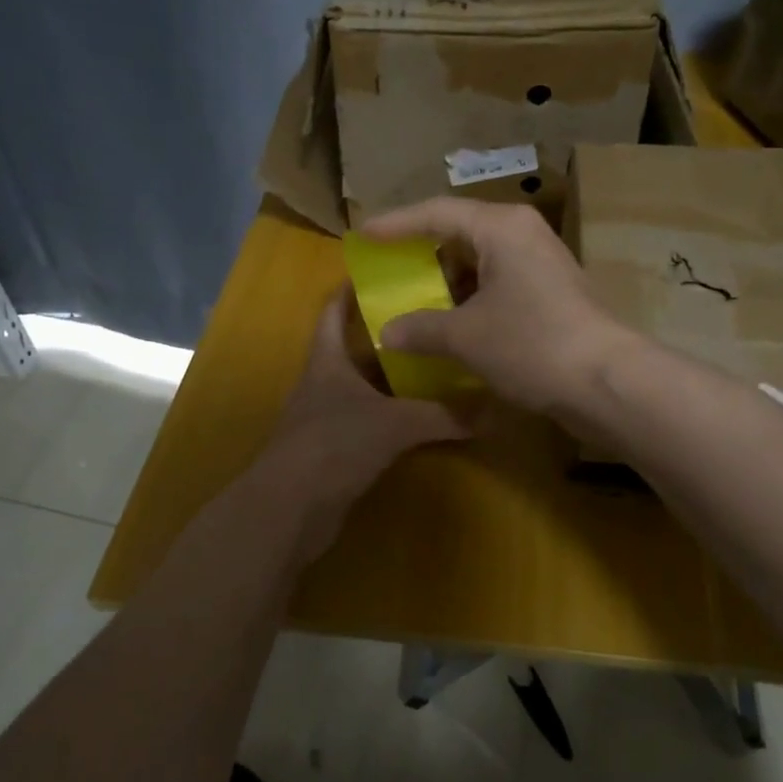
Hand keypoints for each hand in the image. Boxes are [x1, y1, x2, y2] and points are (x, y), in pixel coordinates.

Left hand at [258, 288, 470, 559]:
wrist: (289, 510)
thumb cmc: (333, 446)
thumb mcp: (394, 424)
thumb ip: (442, 415)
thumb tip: (493, 410)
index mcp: (327, 361)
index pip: (332, 311)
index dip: (351, 289)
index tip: (383, 271)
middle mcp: (324, 383)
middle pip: (356, 349)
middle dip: (390, 335)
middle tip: (431, 321)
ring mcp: (326, 418)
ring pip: (365, 387)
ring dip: (394, 379)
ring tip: (436, 364)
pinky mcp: (334, 450)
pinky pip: (369, 421)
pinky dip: (393, 415)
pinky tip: (422, 417)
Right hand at [361, 197, 638, 419]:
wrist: (606, 381)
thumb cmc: (530, 344)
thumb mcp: (465, 337)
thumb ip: (421, 329)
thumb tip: (387, 333)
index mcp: (500, 228)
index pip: (437, 213)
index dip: (396, 224)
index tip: (363, 235)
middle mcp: (523, 235)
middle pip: (461, 232)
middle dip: (423, 253)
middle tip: (389, 268)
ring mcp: (542, 263)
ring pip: (482, 262)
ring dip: (448, 282)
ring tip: (415, 301)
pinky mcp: (552, 293)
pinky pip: (499, 284)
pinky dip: (471, 299)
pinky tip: (452, 323)